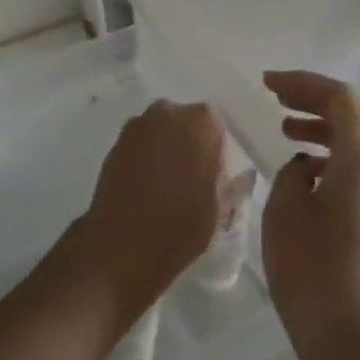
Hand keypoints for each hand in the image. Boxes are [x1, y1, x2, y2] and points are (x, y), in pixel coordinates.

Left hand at [78, 100, 227, 313]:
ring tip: (165, 184)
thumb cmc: (181, 226)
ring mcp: (137, 126)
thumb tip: (245, 176)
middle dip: (188, 142)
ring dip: (164, 148)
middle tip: (191, 178)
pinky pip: (139, 145)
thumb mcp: (219, 209)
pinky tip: (144, 187)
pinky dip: (143, 158)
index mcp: (202, 123)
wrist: (123, 246)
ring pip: (159, 131)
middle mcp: (168, 113)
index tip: (213, 175)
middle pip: (184, 122)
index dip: (215, 151)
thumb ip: (232, 184)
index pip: (215, 126)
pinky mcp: (114, 144)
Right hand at [261, 71, 359, 338]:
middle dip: (316, 98)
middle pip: (356, 112)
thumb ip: (293, 171)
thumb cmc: (310, 263)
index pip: (339, 97)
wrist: (347, 330)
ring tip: (286, 128)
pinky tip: (304, 169)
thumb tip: (305, 167)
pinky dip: (334, 152)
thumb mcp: (285, 205)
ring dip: (325, 125)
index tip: (267, 84)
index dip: (303, 83)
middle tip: (278, 97)